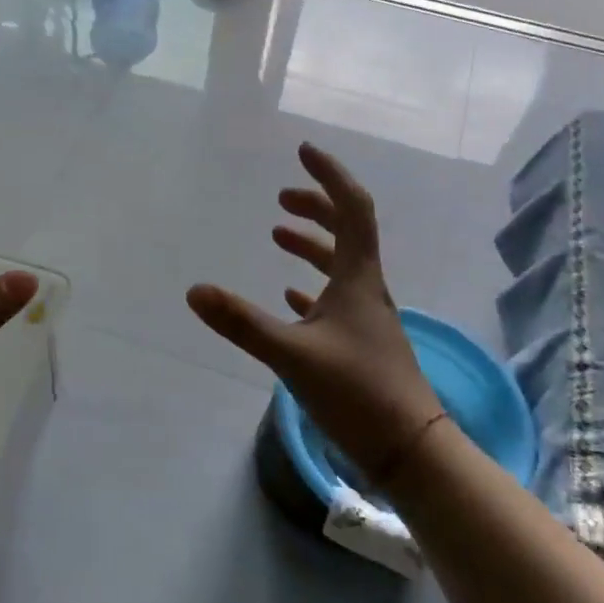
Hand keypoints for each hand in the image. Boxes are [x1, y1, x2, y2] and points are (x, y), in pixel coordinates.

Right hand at [186, 142, 441, 489]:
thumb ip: (242, 323)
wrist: (409, 450)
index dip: (329, 176)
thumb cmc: (357, 393)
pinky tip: (291, 296)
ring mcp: (365, 318)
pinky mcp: (360, 345)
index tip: (304, 152)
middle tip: (281, 199)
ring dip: (311, 246)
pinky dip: (312, 288)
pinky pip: (335, 302)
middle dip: (315, 208)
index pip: (352, 209)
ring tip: (278, 235)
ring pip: (339, 267)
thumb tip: (194, 291)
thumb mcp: (292, 355)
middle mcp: (366, 289)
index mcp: (358, 279)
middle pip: (347, 232)